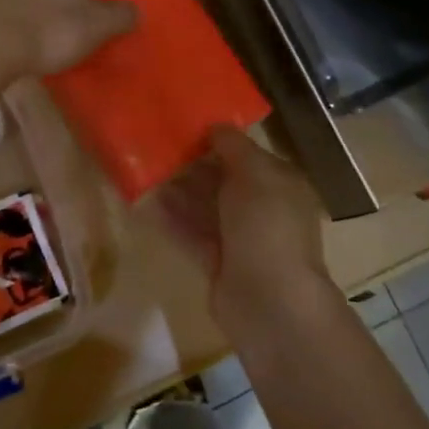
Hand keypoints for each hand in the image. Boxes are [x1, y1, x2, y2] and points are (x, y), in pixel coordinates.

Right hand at [155, 127, 334, 329]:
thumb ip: (234, 147)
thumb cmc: (267, 227)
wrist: (269, 301)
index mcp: (280, 185)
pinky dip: (173, 221)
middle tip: (158, 149)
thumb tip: (216, 126)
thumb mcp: (255, 174)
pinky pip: (193, 235)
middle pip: (224, 182)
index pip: (248, 157)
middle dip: (193, 167)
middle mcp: (263, 211)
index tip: (185, 128)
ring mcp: (240, 240)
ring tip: (147, 172)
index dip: (219, 142)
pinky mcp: (218, 264)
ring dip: (179, 192)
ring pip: (206, 209)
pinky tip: (148, 205)